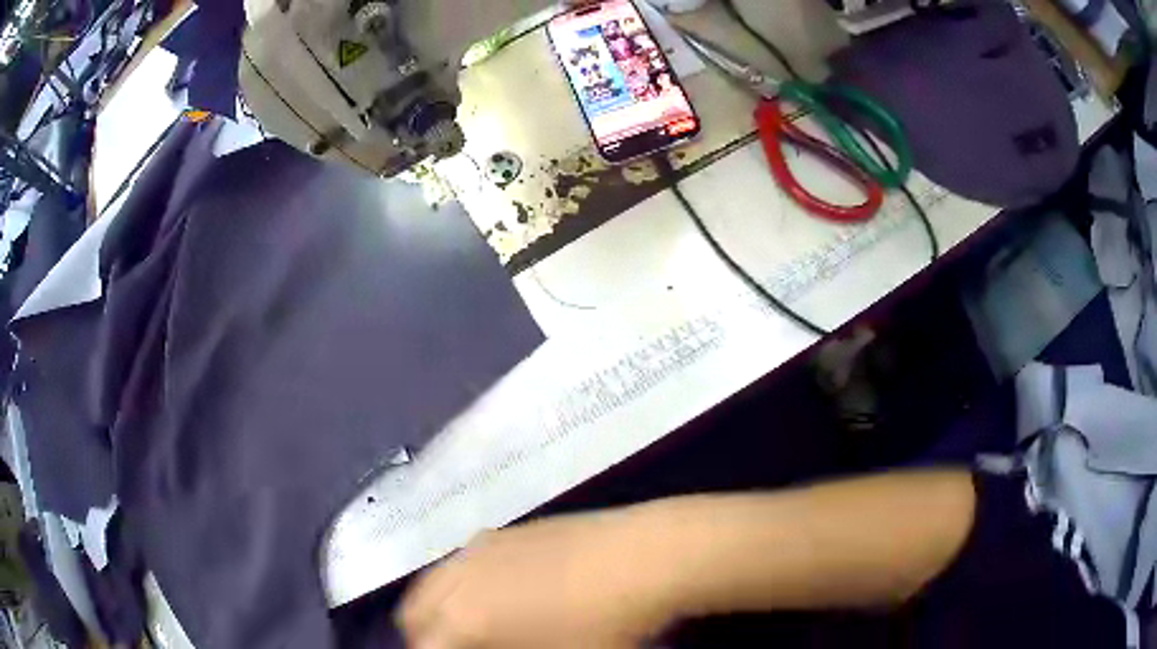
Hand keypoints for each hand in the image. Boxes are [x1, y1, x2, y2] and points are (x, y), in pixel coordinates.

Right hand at [398, 509, 680, 648]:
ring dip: (440, 608)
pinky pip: (463, 562)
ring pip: (435, 582)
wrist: (647, 556)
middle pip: (415, 611)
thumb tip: (488, 646)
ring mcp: (481, 547)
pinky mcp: (506, 531)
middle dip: (428, 635)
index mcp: (464, 616)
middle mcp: (459, 575)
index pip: (424, 645)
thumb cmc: (604, 627)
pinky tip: (497, 595)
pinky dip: (462, 584)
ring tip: (470, 628)